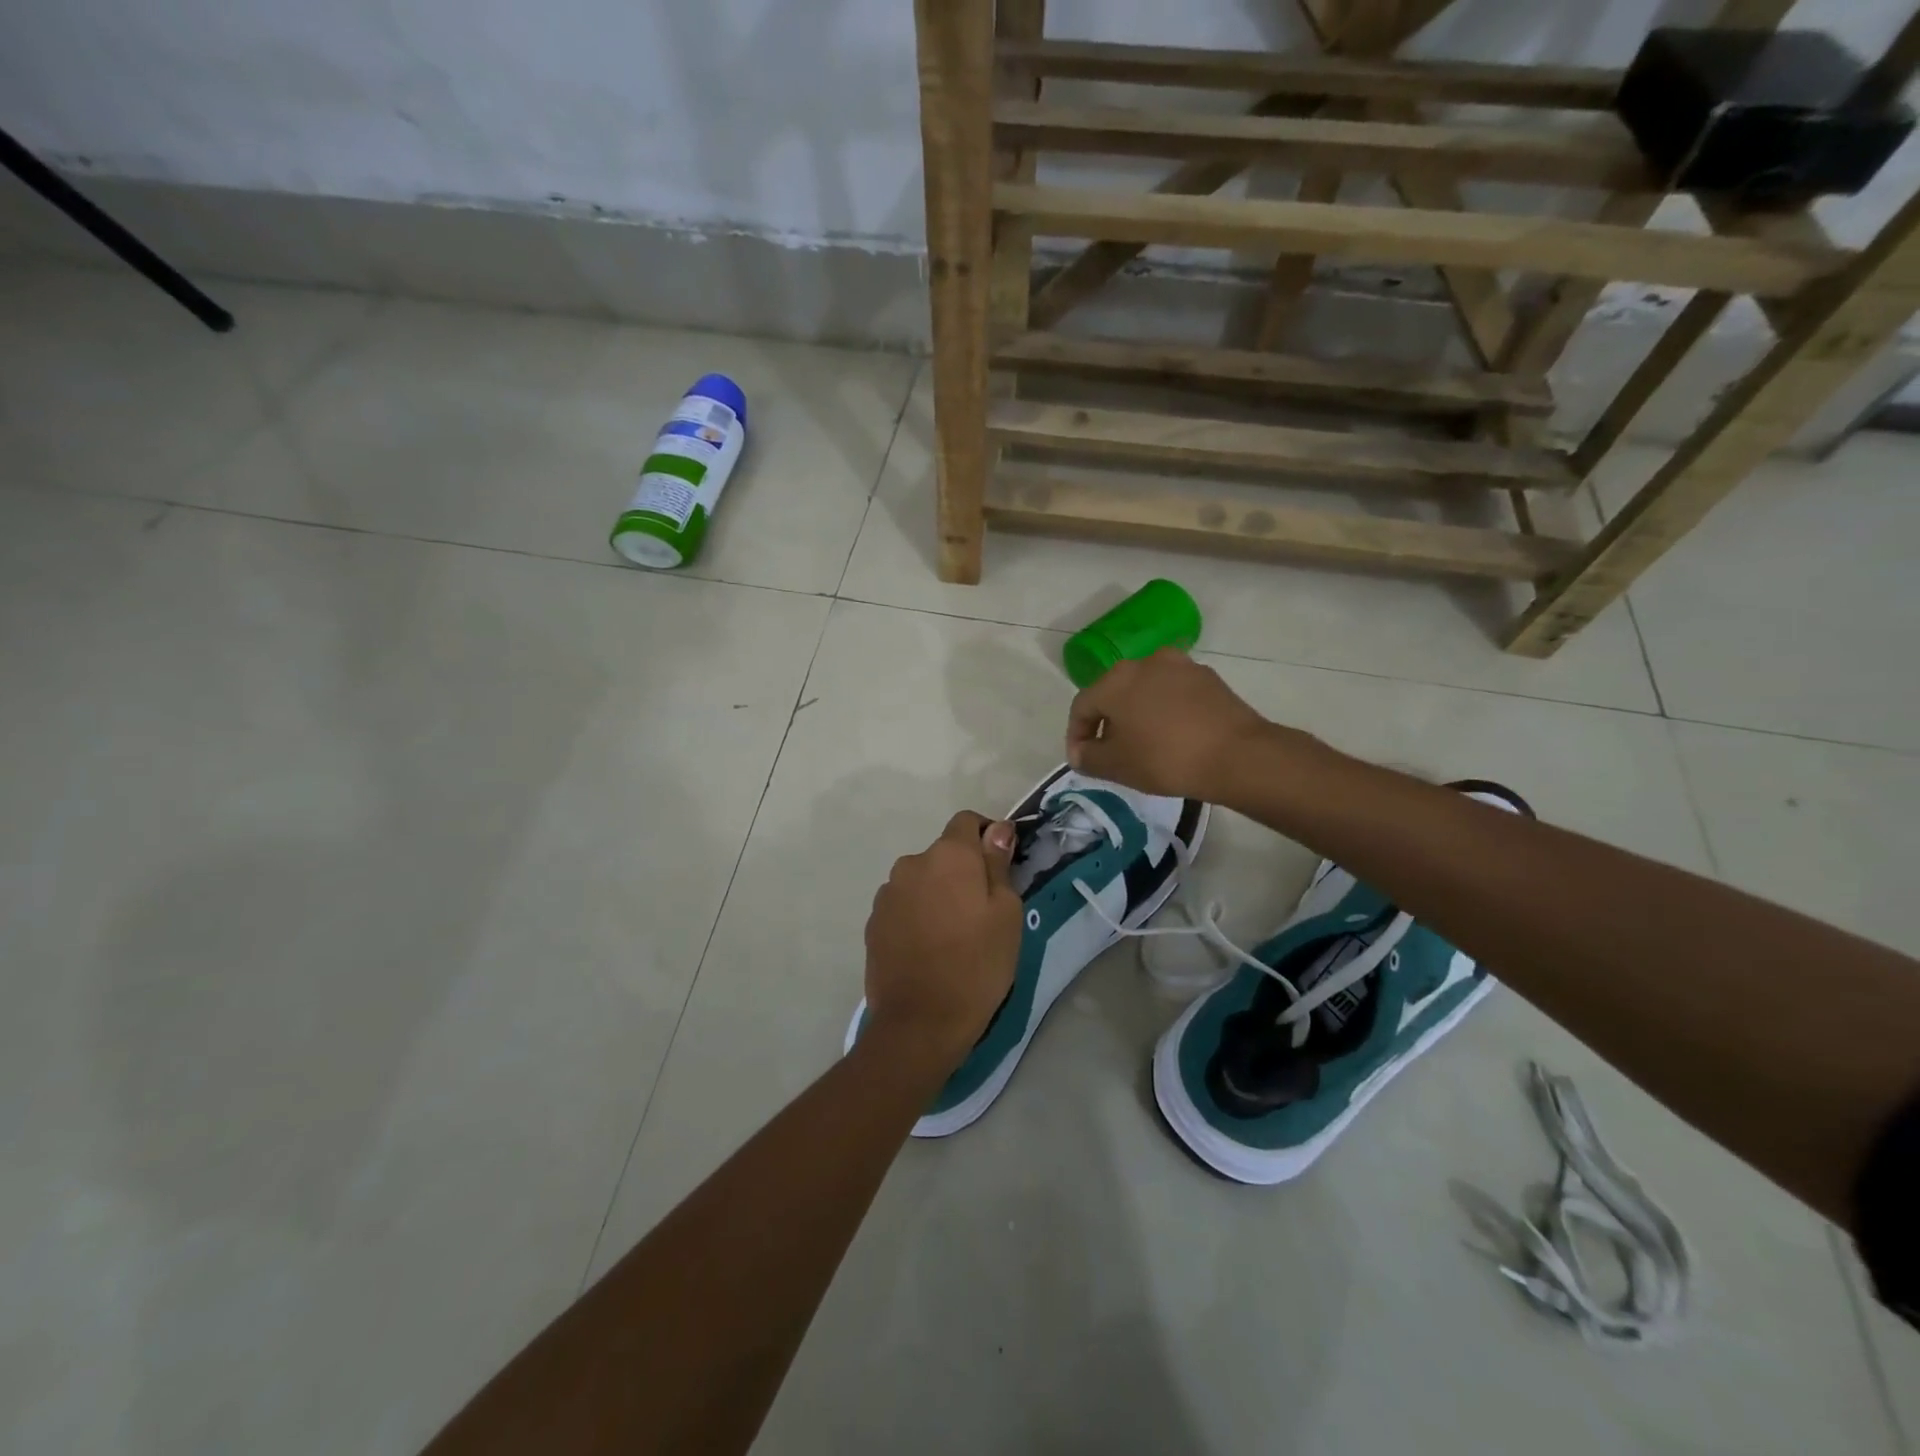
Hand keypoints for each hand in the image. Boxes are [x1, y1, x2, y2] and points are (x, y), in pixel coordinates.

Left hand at [864, 811, 1023, 1072]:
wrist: (919, 1022)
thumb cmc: (976, 965)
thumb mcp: (1006, 914)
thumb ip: (998, 864)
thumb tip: (998, 829)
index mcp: (949, 855)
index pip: (967, 821)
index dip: (986, 836)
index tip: (1000, 865)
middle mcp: (912, 863)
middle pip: (943, 854)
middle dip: (962, 871)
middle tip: (982, 912)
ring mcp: (888, 893)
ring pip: (922, 881)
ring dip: (937, 894)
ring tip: (953, 935)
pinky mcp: (873, 922)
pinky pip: (903, 906)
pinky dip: (918, 915)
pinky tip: (929, 948)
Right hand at [1065, 649, 1271, 800]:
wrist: (1236, 755)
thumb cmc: (1165, 759)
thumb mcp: (1116, 766)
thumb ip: (1088, 757)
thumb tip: (1079, 752)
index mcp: (1115, 680)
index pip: (1081, 706)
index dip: (1076, 735)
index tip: (1081, 760)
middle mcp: (1144, 662)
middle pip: (1114, 693)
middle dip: (1107, 723)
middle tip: (1110, 753)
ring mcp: (1180, 666)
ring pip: (1145, 691)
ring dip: (1137, 714)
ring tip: (1143, 744)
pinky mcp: (1207, 677)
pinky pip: (1173, 693)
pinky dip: (1165, 711)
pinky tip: (1173, 736)